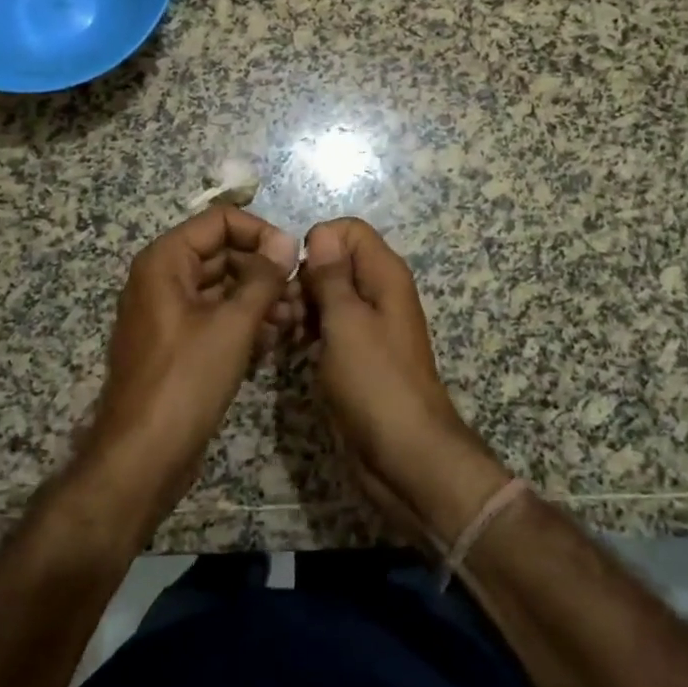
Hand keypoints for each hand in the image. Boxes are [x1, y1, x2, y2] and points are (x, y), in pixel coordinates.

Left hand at [80, 207, 301, 534]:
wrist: (143, 458)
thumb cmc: (185, 380)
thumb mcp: (232, 324)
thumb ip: (263, 278)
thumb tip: (287, 241)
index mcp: (166, 261)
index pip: (219, 222)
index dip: (259, 233)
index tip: (292, 259)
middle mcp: (164, 279)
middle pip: (223, 254)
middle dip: (264, 273)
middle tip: (300, 296)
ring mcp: (170, 313)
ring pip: (224, 289)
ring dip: (260, 301)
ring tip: (293, 322)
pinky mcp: (180, 345)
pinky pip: (217, 319)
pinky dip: (245, 325)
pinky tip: (273, 344)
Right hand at [300, 219, 509, 545]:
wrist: (404, 455)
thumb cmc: (376, 382)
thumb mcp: (347, 322)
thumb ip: (332, 276)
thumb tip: (321, 233)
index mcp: (385, 274)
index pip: (349, 230)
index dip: (319, 242)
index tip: (297, 273)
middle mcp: (378, 292)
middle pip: (334, 261)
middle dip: (304, 277)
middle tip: (283, 309)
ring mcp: (367, 325)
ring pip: (326, 294)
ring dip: (301, 306)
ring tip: (282, 331)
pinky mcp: (355, 354)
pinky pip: (327, 325)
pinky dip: (308, 329)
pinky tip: (290, 347)